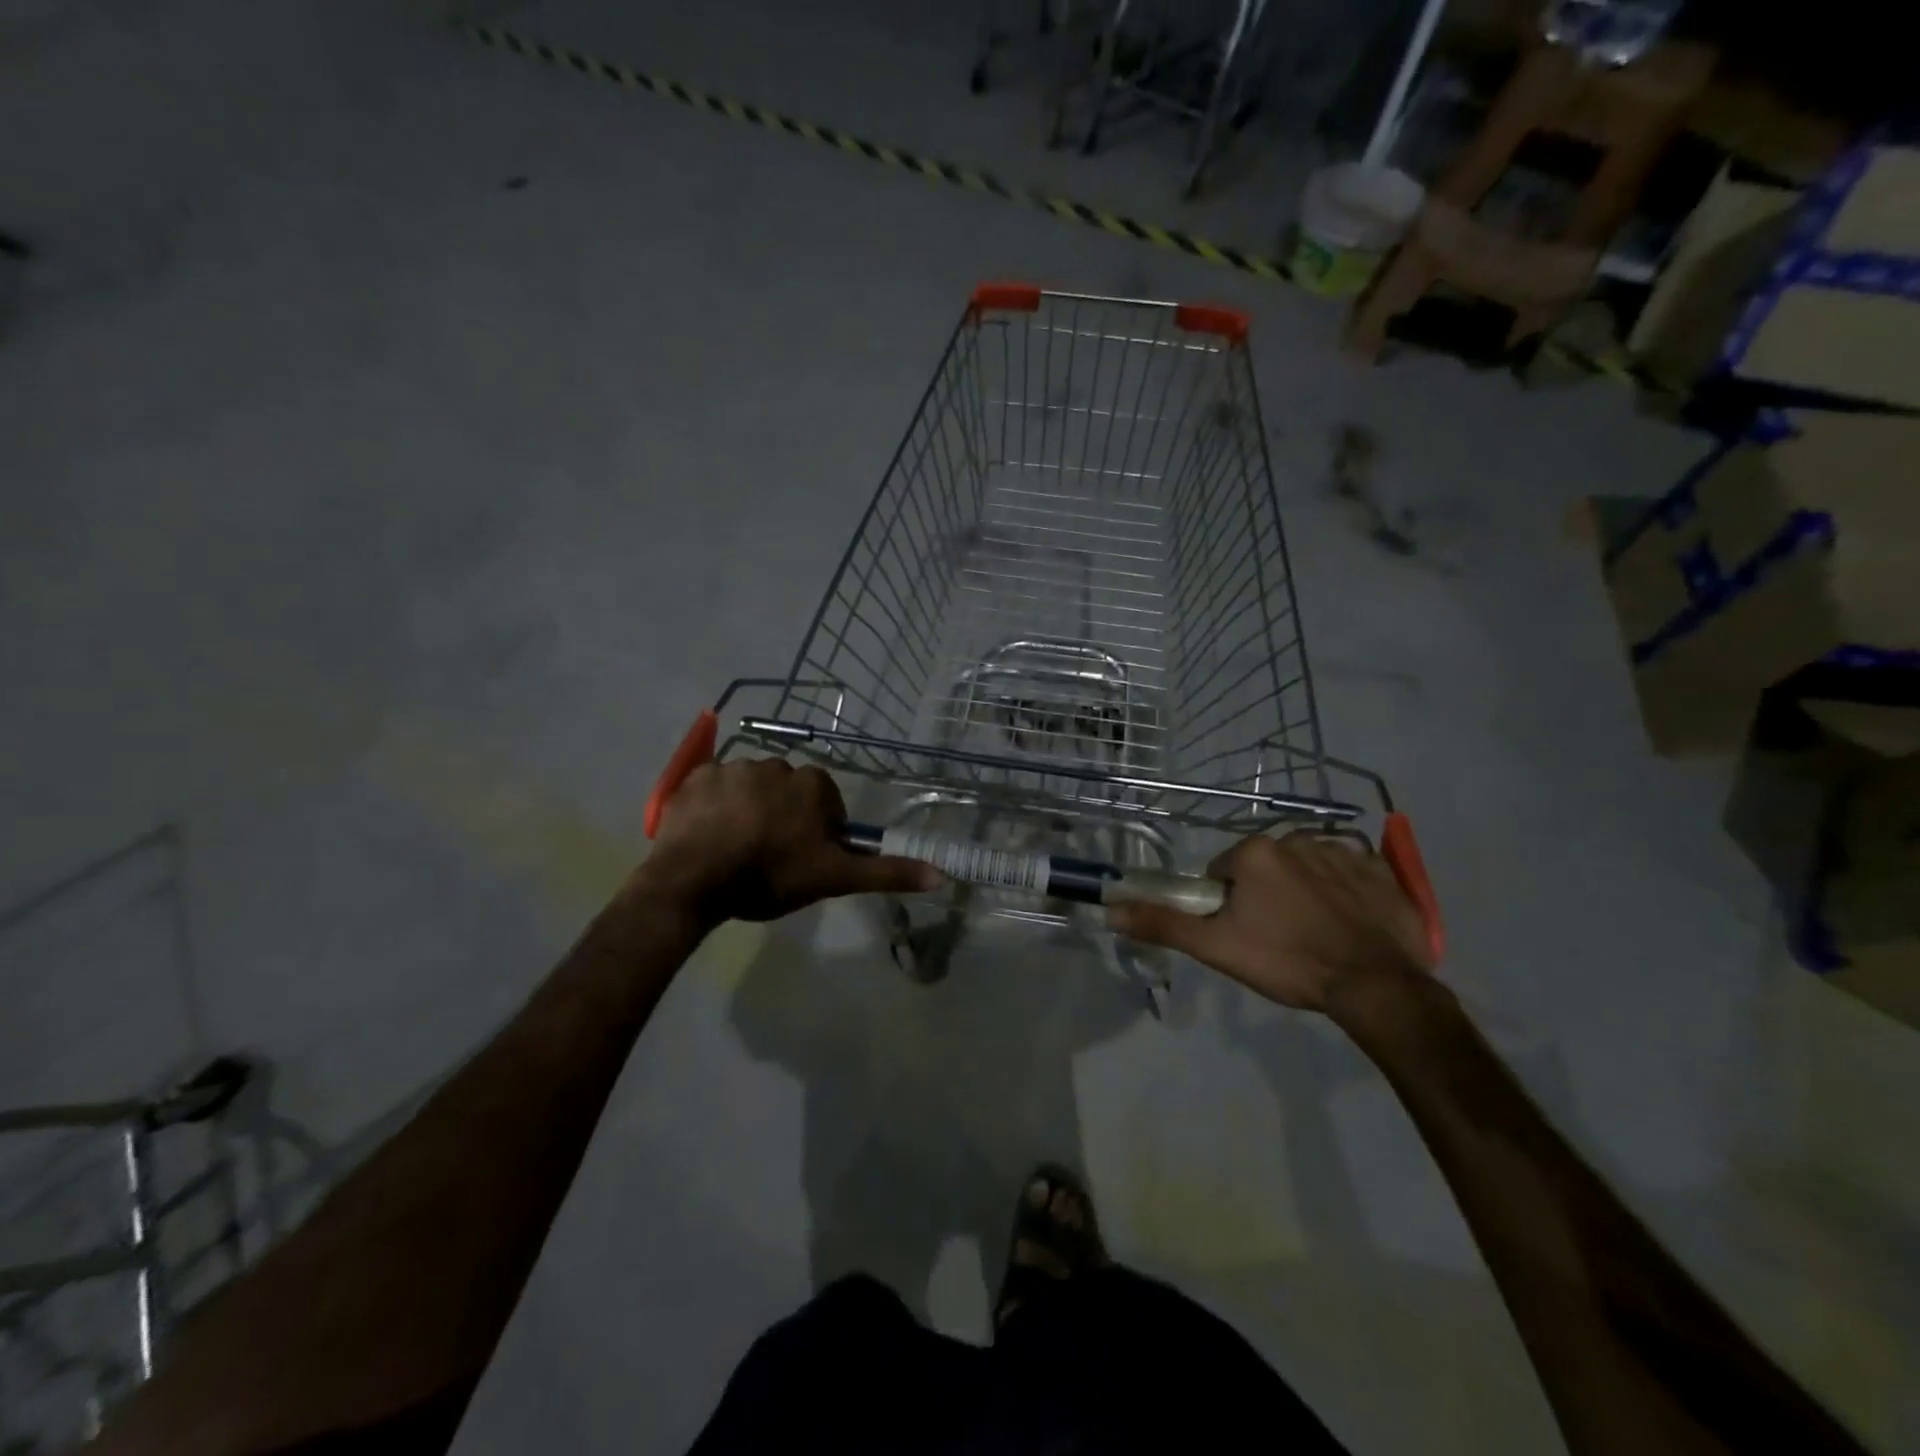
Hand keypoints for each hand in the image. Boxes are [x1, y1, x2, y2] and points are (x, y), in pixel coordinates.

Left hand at [637, 758, 939, 924]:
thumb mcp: (834, 878)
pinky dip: (714, 806)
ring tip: (735, 848)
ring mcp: (732, 767)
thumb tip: (942, 872)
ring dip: (748, 810)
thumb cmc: (771, 875)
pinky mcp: (696, 777)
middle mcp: (776, 765)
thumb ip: (886, 872)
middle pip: (788, 793)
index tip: (802, 859)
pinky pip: (713, 787)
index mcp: (811, 784)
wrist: (695, 879)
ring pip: (750, 788)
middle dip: (783, 817)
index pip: (825, 803)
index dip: (817, 832)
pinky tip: (708, 835)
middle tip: (769, 856)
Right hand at [1108, 831, 1432, 1012]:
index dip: (1228, 906)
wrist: (1375, 986)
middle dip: (1266, 896)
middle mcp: (1296, 838)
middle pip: (1265, 868)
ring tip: (1318, 935)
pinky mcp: (1381, 870)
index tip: (1245, 934)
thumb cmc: (1287, 961)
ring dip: (1305, 893)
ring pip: (1306, 869)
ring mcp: (1343, 851)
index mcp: (1254, 852)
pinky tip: (1351, 925)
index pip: (1224, 873)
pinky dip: (1347, 893)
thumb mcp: (1216, 947)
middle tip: (1279, 939)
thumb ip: (1163, 924)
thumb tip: (1109, 909)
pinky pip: (1351, 874)